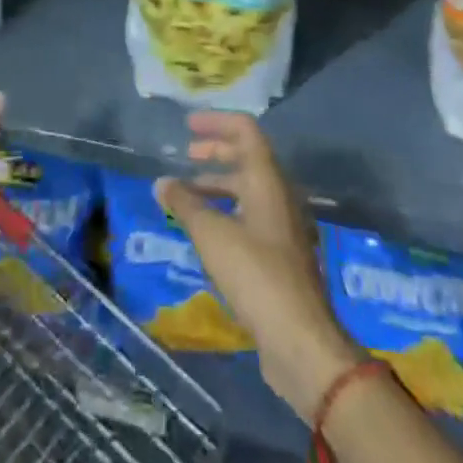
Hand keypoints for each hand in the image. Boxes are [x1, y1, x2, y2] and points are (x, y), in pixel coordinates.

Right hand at [155, 113, 360, 421]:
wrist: (300, 340)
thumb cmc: (256, 274)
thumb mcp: (212, 235)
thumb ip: (185, 204)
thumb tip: (162, 182)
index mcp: (267, 179)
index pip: (245, 130)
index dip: (216, 122)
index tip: (188, 124)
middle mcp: (279, 195)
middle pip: (247, 158)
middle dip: (216, 152)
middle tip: (186, 154)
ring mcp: (282, 226)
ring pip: (248, 189)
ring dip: (218, 185)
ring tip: (186, 196)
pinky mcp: (281, 255)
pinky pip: (250, 216)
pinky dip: (226, 211)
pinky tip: (206, 231)